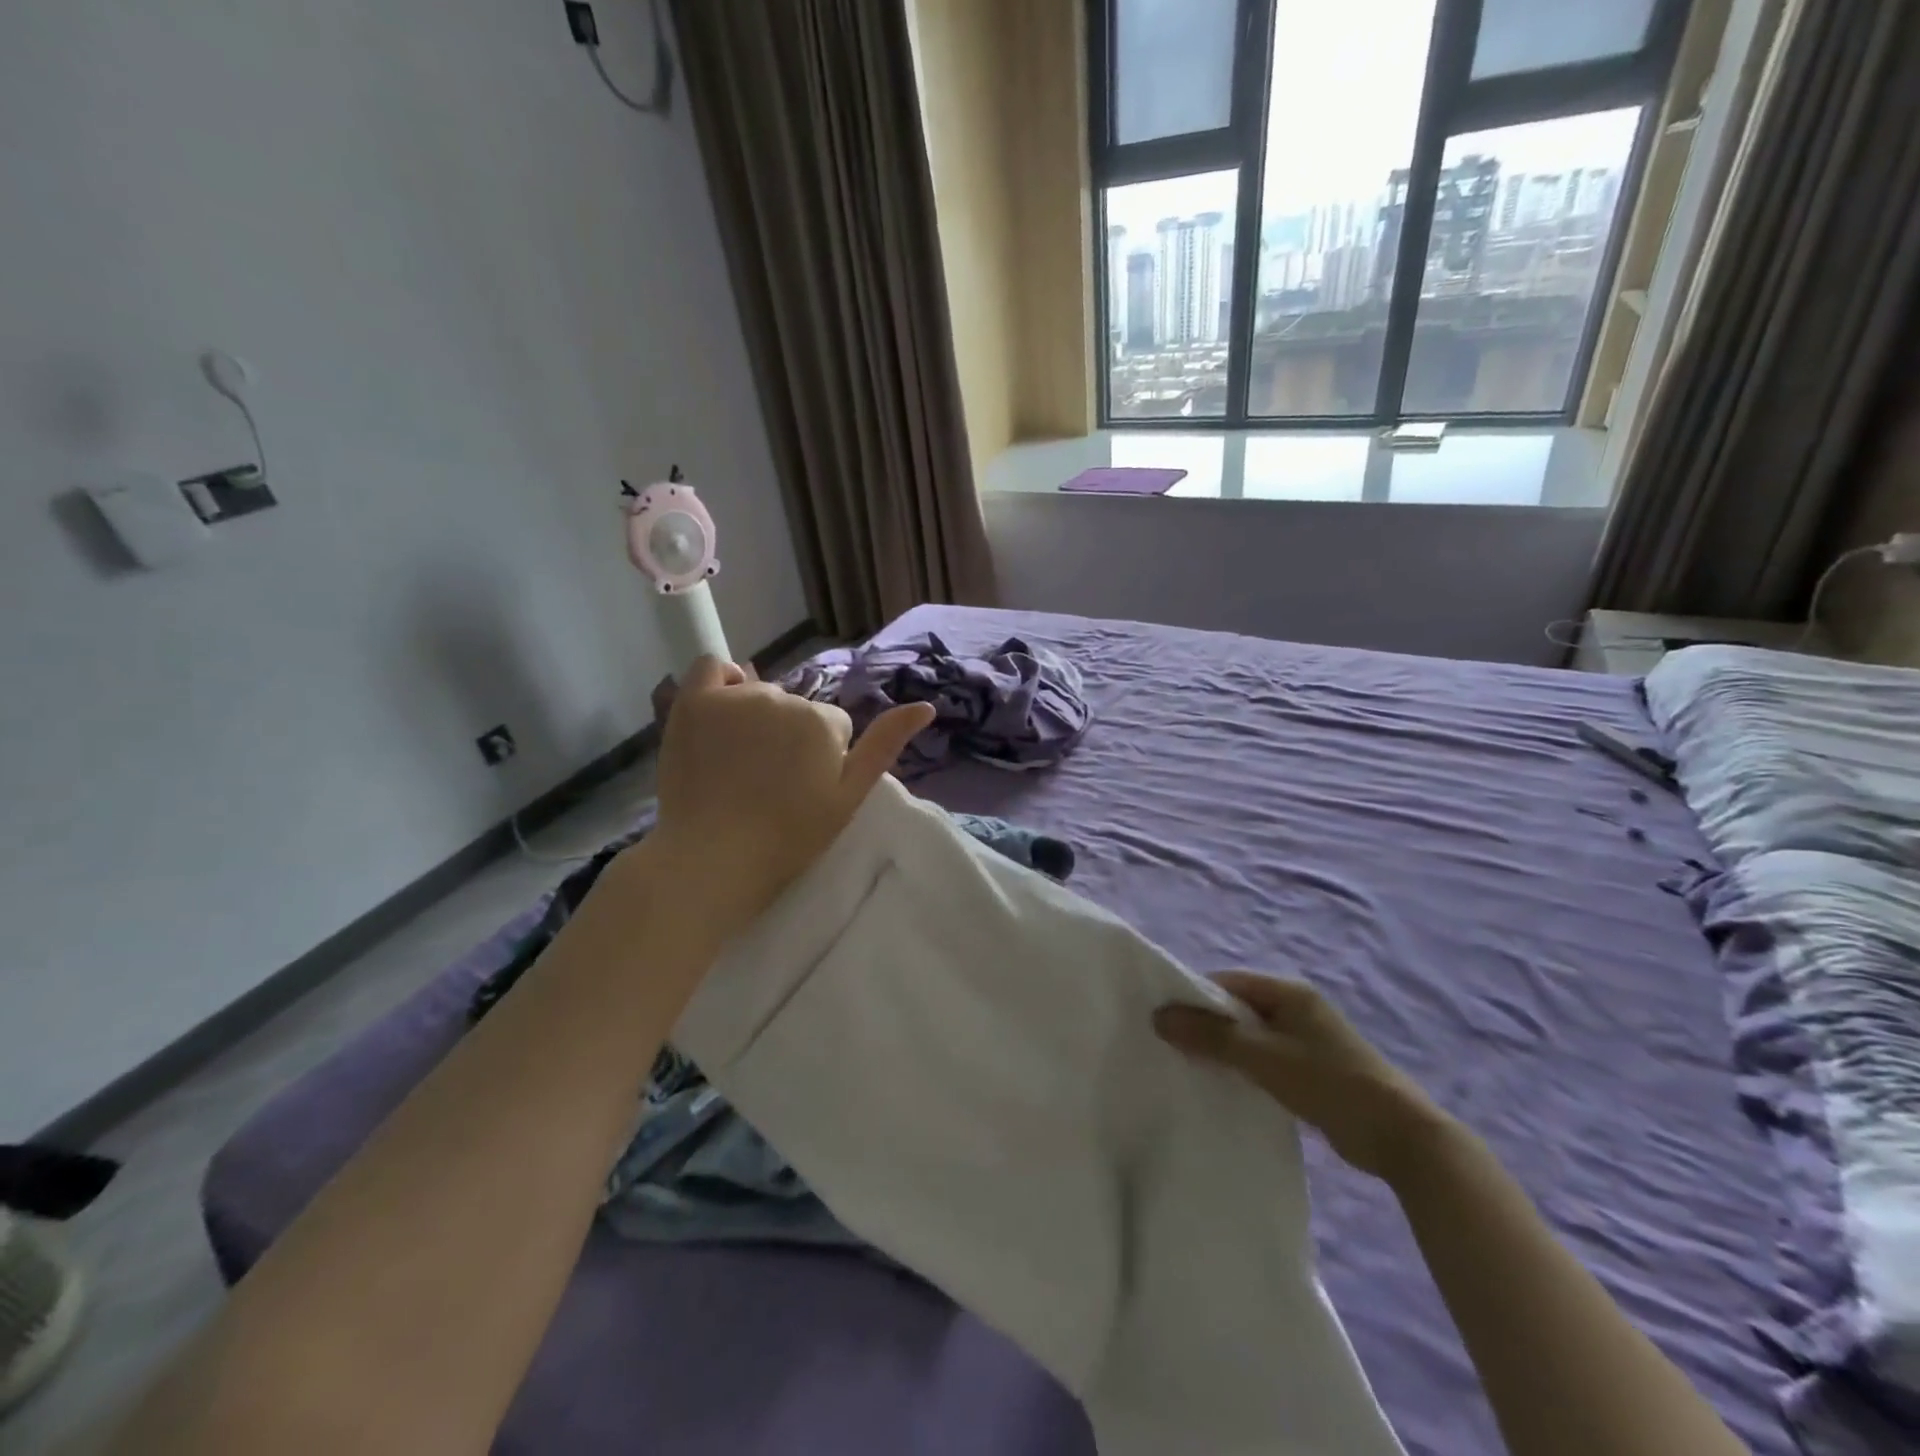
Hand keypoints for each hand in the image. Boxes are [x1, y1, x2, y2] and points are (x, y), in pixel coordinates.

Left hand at [639, 656, 934, 932]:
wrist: (713, 858)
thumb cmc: (788, 838)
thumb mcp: (848, 798)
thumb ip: (884, 746)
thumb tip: (926, 706)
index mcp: (823, 722)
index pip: (832, 725)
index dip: (822, 757)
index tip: (802, 789)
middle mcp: (783, 698)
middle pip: (796, 707)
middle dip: (789, 735)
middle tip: (768, 780)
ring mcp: (736, 697)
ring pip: (759, 693)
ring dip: (756, 717)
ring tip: (737, 762)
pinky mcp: (694, 702)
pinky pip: (712, 666)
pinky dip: (722, 681)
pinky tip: (721, 709)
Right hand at [1154, 972, 1451, 1183]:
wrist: (1400, 1137)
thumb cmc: (1329, 1082)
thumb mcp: (1264, 1057)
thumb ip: (1212, 1036)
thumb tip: (1159, 1016)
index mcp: (1288, 992)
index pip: (1227, 982)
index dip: (1194, 996)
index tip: (1165, 1019)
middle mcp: (1296, 1008)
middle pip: (1237, 1008)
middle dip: (1206, 1024)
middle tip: (1171, 1045)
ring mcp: (1306, 1040)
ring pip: (1250, 1036)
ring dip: (1224, 1049)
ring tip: (1191, 1066)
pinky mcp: (1311, 1070)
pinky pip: (1265, 1059)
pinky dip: (1244, 1067)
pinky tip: (1226, 1085)